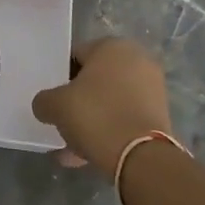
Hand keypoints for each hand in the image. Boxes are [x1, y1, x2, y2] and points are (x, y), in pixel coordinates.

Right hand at [31, 37, 172, 172]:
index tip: (53, 99)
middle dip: (78, 101)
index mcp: (112, 46)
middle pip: (95, 80)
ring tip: (72, 147)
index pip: (76, 56)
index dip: (60, 77)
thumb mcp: (55, 106)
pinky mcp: (160, 115)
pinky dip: (108, 132)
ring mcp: (152, 88)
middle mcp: (137, 60)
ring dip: (92, 120)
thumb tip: (46, 105)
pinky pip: (124, 119)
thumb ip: (44, 101)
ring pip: (110, 102)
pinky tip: (88, 155)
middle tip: (62, 121)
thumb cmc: (95, 116)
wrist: (141, 157)